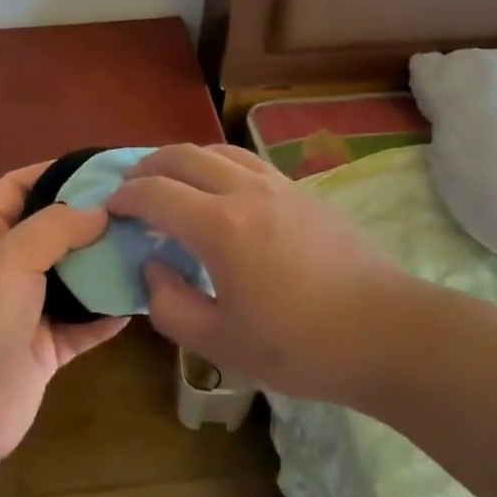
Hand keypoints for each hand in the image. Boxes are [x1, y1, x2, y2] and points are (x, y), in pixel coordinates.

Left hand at [0, 161, 127, 455]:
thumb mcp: (10, 256)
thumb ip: (56, 226)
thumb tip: (99, 211)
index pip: (16, 187)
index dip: (51, 172)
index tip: (96, 168)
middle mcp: (5, 266)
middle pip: (52, 230)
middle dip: (89, 219)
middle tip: (134, 207)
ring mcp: (26, 308)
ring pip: (72, 276)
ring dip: (103, 265)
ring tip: (144, 246)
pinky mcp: (46, 347)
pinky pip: (84, 323)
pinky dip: (107, 313)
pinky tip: (137, 299)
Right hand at [107, 143, 407, 404]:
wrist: (387, 331)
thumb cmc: (301, 346)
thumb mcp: (223, 344)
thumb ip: (171, 306)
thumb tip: (154, 267)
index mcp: (219, 226)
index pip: (155, 193)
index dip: (125, 196)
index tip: (109, 208)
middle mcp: (244, 190)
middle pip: (182, 156)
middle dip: (148, 166)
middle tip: (130, 187)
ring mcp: (276, 184)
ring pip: (216, 150)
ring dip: (183, 159)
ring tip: (170, 181)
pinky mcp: (300, 190)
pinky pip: (245, 160)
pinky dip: (216, 164)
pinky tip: (220, 190)